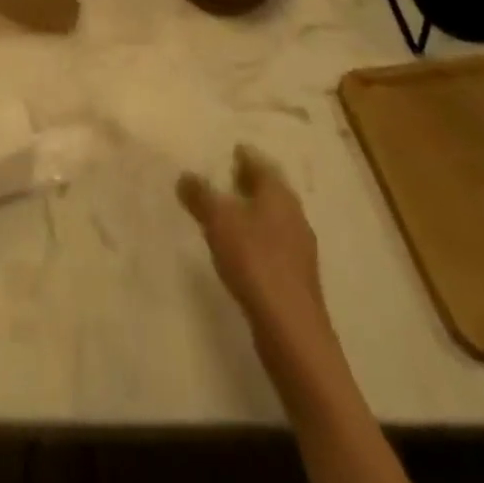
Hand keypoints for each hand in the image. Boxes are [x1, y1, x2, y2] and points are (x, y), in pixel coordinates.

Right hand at [179, 146, 333, 363]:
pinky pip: (272, 243)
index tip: (226, 151)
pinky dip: (255, 237)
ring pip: (271, 218)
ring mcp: (298, 248)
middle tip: (221, 176)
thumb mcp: (217, 221)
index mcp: (279, 194)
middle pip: (269, 189)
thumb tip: (185, 176)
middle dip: (247, 182)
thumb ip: (199, 195)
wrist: (292, 332)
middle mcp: (294, 215)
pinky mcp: (295, 278)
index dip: (243, 155)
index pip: (260, 163)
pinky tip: (238, 248)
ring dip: (250, 211)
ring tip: (224, 212)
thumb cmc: (255, 262)